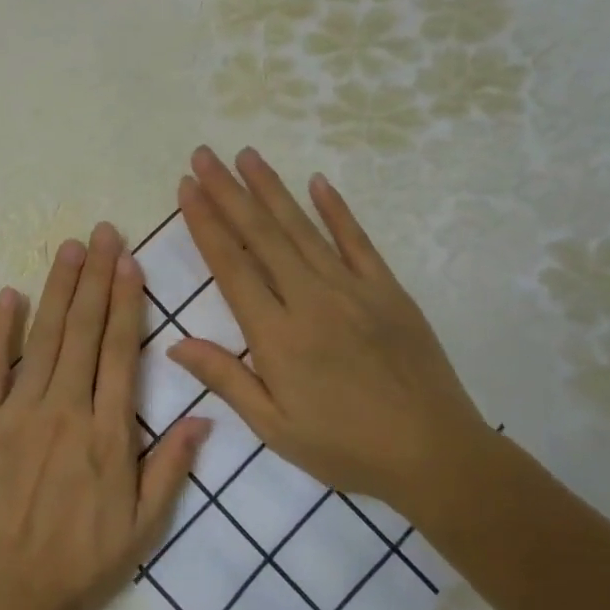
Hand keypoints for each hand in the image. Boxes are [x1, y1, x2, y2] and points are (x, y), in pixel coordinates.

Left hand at [0, 223, 206, 609]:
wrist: (0, 597)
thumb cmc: (77, 565)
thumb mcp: (142, 529)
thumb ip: (171, 468)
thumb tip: (205, 416)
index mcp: (107, 432)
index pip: (120, 351)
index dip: (126, 302)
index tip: (130, 262)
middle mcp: (65, 409)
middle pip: (83, 330)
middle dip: (95, 277)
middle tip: (102, 232)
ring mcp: (18, 411)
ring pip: (44, 337)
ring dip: (58, 289)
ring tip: (69, 248)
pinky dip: (0, 328)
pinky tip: (10, 294)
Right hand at [167, 146, 494, 522]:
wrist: (434, 454)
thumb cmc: (345, 447)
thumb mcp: (274, 427)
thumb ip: (225, 379)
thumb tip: (175, 344)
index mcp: (277, 335)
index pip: (231, 266)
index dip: (206, 223)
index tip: (187, 188)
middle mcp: (311, 299)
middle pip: (262, 235)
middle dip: (228, 192)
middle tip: (204, 155)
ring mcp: (353, 289)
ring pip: (303, 228)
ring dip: (271, 189)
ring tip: (246, 155)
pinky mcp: (388, 290)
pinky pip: (357, 241)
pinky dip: (336, 209)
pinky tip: (317, 182)